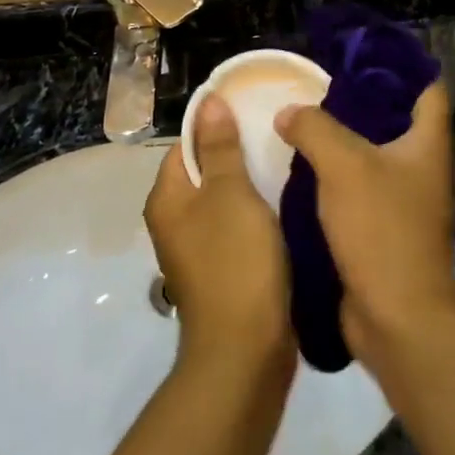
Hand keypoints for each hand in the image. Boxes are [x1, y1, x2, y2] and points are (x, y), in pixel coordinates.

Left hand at [146, 98, 293, 376]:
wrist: (245, 352)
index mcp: (167, 199)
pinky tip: (285, 206)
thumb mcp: (231, 194)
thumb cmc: (235, 262)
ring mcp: (196, 250)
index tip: (255, 115)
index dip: (217, 127)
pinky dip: (256, 215)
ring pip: (223, 201)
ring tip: (287, 166)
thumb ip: (220, 148)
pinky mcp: (221, 271)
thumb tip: (208, 102)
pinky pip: (235, 228)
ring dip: (250, 186)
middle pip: (204, 172)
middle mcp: (174, 222)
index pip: (186, 145)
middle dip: (238, 155)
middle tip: (277, 138)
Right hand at [274, 85, 454, 376]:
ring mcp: (400, 198)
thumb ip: (314, 128)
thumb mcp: (344, 166)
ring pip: (368, 152)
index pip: (426, 85)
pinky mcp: (378, 226)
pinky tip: (295, 166)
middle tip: (315, 82)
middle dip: (356, 98)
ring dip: (338, 137)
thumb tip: (289, 114)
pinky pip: (353, 185)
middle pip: (392, 117)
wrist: (396, 317)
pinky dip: (329, 173)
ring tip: (298, 118)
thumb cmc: (381, 230)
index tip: (358, 49)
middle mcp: (419, 165)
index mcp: (426, 142)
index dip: (399, 62)